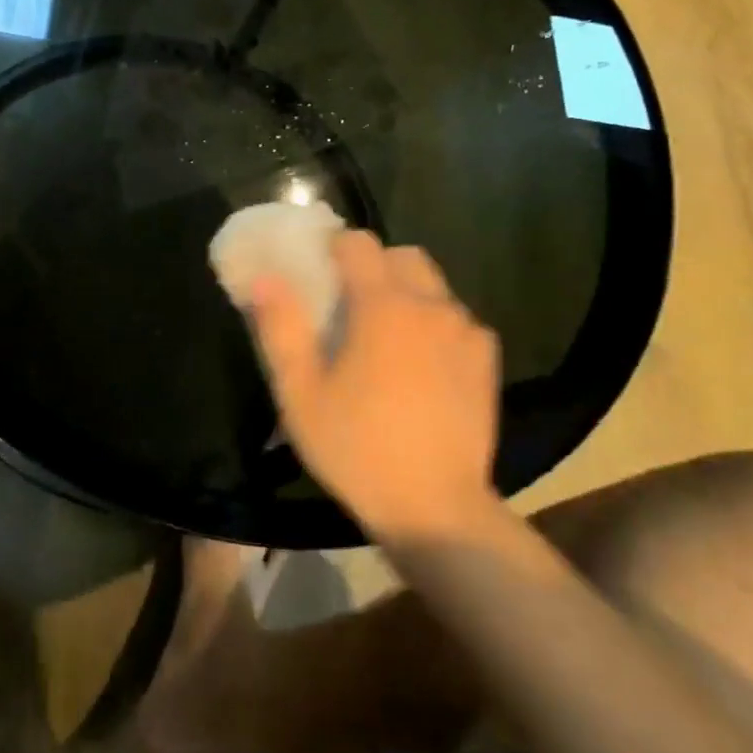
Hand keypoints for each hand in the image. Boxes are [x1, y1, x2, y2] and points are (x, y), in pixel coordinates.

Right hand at [249, 231, 500, 538]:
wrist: (436, 510)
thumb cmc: (357, 448)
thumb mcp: (300, 393)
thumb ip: (281, 329)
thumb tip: (265, 279)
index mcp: (382, 306)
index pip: (359, 243)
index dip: (334, 247)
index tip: (318, 271)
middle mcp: (430, 306)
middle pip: (403, 255)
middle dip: (374, 265)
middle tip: (348, 303)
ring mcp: (466, 332)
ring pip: (433, 286)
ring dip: (406, 293)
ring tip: (385, 336)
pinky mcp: (486, 361)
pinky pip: (457, 319)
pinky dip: (435, 323)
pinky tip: (421, 363)